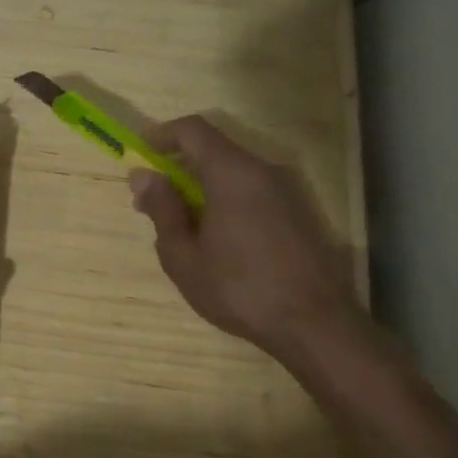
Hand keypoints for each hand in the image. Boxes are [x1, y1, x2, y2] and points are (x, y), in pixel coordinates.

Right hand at [128, 116, 363, 357]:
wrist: (317, 327)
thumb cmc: (239, 289)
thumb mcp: (183, 255)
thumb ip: (162, 208)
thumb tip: (143, 175)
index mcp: (232, 173)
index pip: (192, 130)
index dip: (161, 135)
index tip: (140, 155)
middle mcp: (264, 171)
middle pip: (214, 149)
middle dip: (179, 166)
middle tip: (153, 200)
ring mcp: (288, 191)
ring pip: (235, 172)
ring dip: (203, 185)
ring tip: (183, 225)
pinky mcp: (301, 213)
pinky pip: (254, 191)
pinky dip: (228, 199)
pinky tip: (219, 238)